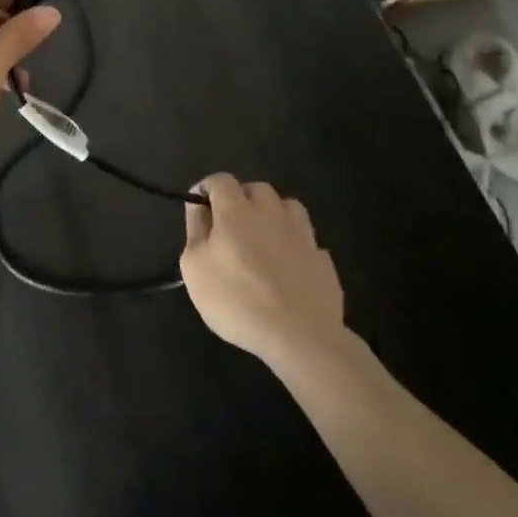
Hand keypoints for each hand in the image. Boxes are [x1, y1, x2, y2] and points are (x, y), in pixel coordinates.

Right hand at [180, 174, 345, 370]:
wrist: (300, 336)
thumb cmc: (237, 299)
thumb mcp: (194, 267)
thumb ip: (195, 231)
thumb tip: (199, 208)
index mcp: (236, 210)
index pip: (221, 180)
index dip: (208, 188)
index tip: (199, 207)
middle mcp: (271, 212)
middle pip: (257, 189)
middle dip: (242, 198)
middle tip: (231, 226)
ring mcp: (302, 234)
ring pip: (288, 208)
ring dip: (274, 215)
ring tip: (264, 239)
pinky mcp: (323, 260)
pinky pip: (307, 241)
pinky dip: (296, 246)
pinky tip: (289, 268)